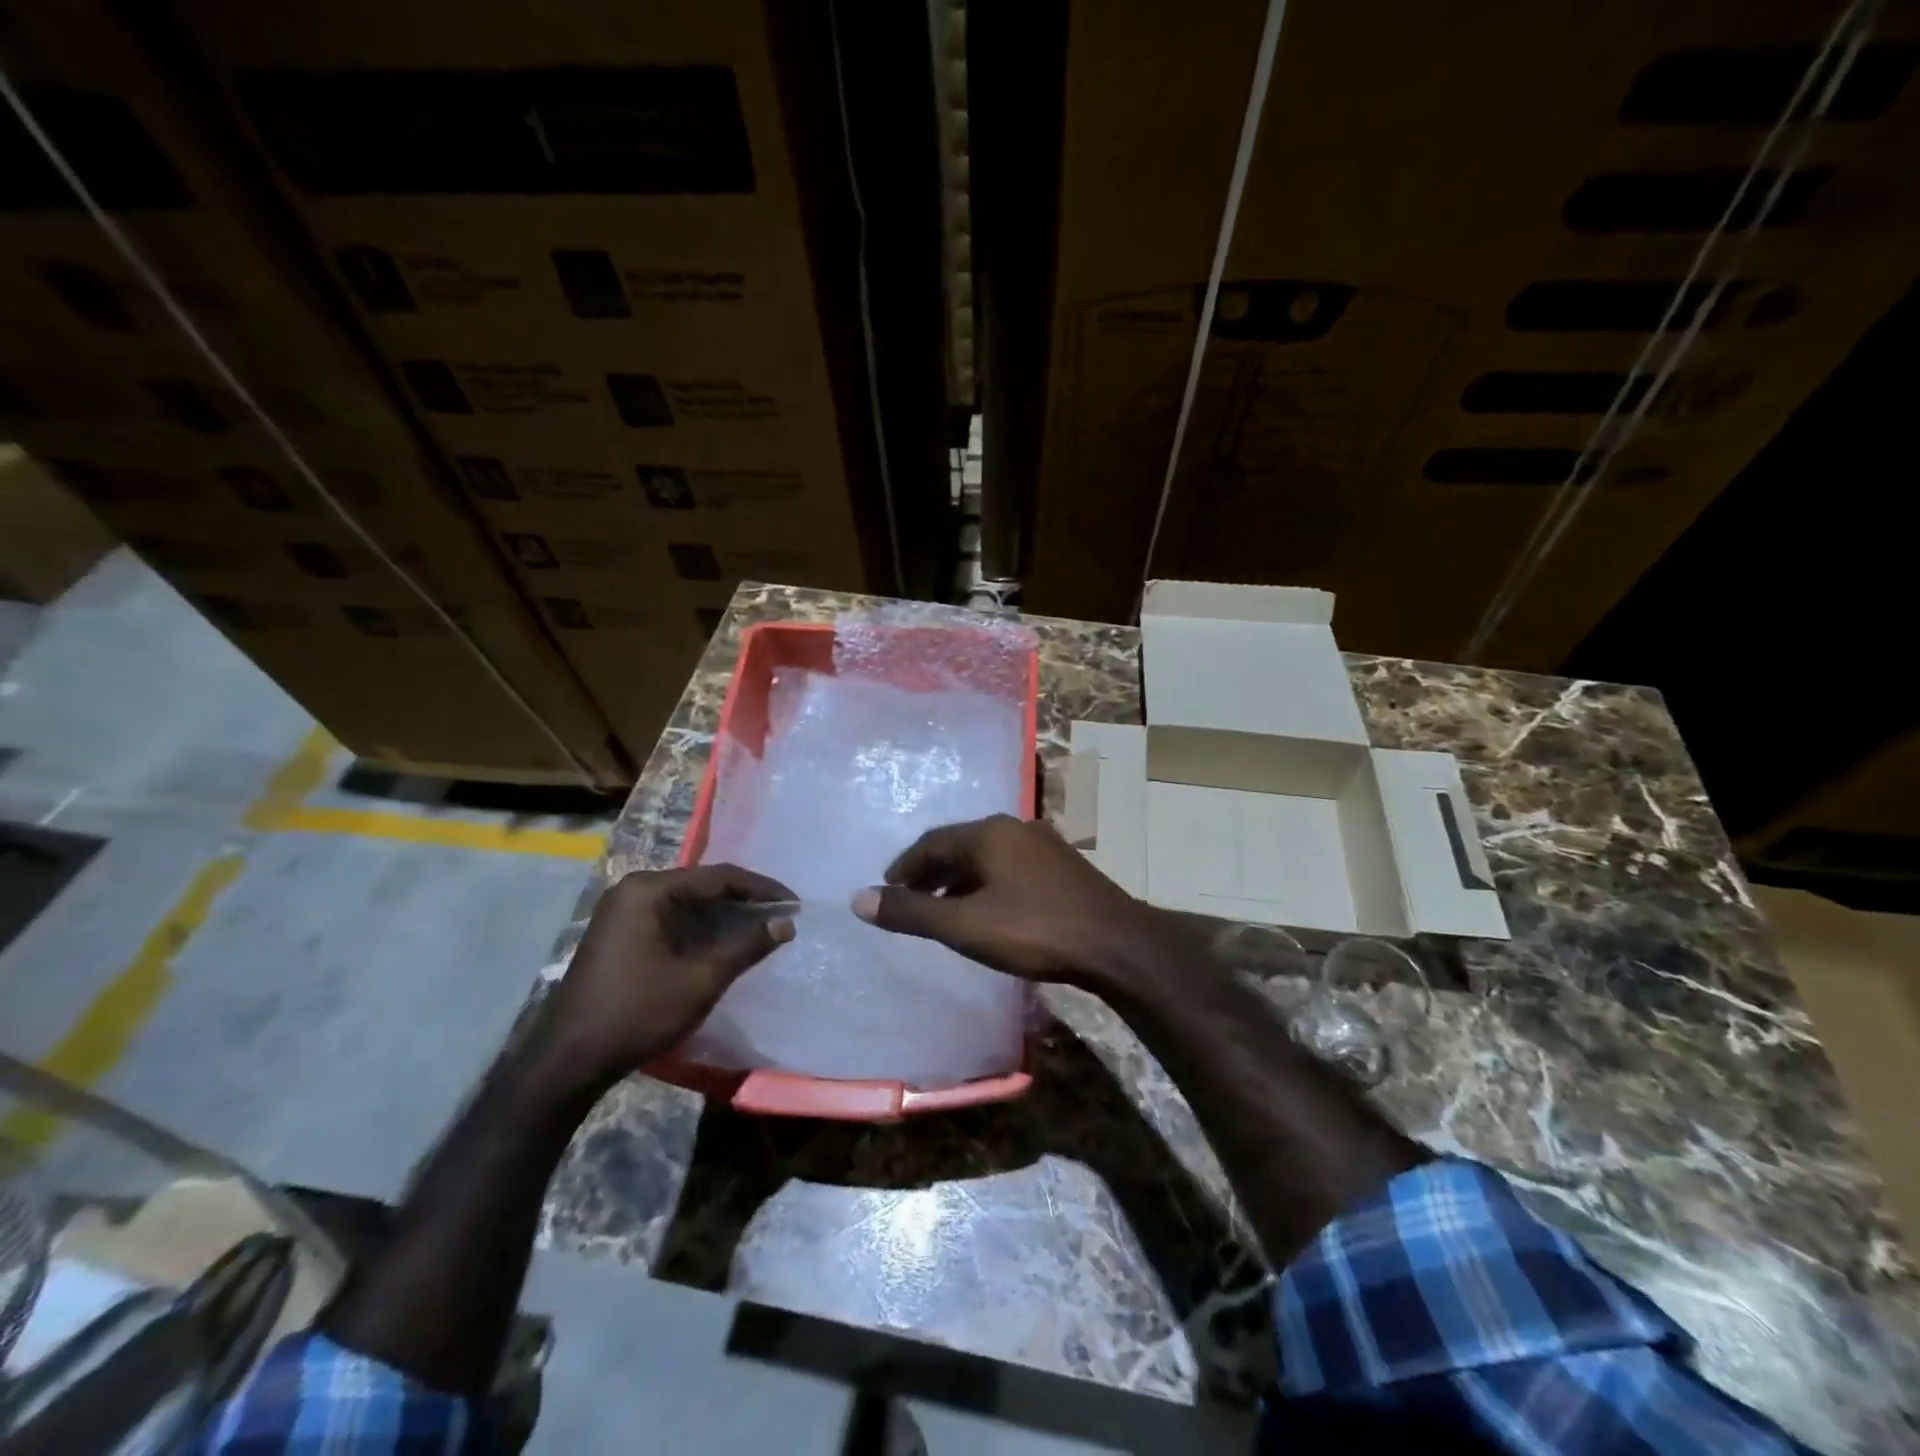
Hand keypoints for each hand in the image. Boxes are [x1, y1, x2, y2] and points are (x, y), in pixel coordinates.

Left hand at [539, 864, 795, 1087]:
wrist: (569, 1060)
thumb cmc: (638, 1012)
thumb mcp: (701, 979)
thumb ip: (746, 945)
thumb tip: (786, 922)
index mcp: (649, 890)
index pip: (719, 877)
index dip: (761, 888)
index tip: (795, 902)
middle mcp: (634, 891)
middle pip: (702, 886)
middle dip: (744, 901)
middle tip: (781, 915)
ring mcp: (622, 912)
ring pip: (688, 904)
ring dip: (724, 916)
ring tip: (761, 928)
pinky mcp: (620, 934)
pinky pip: (671, 919)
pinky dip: (701, 929)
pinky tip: (724, 943)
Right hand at [850, 814, 1185, 990]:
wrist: (1115, 943)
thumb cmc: (1033, 930)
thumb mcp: (964, 925)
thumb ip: (911, 912)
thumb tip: (858, 900)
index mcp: (989, 833)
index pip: (932, 842)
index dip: (904, 867)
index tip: (886, 890)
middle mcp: (1015, 828)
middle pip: (960, 845)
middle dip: (931, 872)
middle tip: (911, 900)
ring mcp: (1043, 844)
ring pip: (988, 857)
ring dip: (960, 879)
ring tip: (944, 909)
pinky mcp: (1063, 865)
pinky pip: (1010, 867)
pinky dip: (987, 884)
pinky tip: (989, 910)